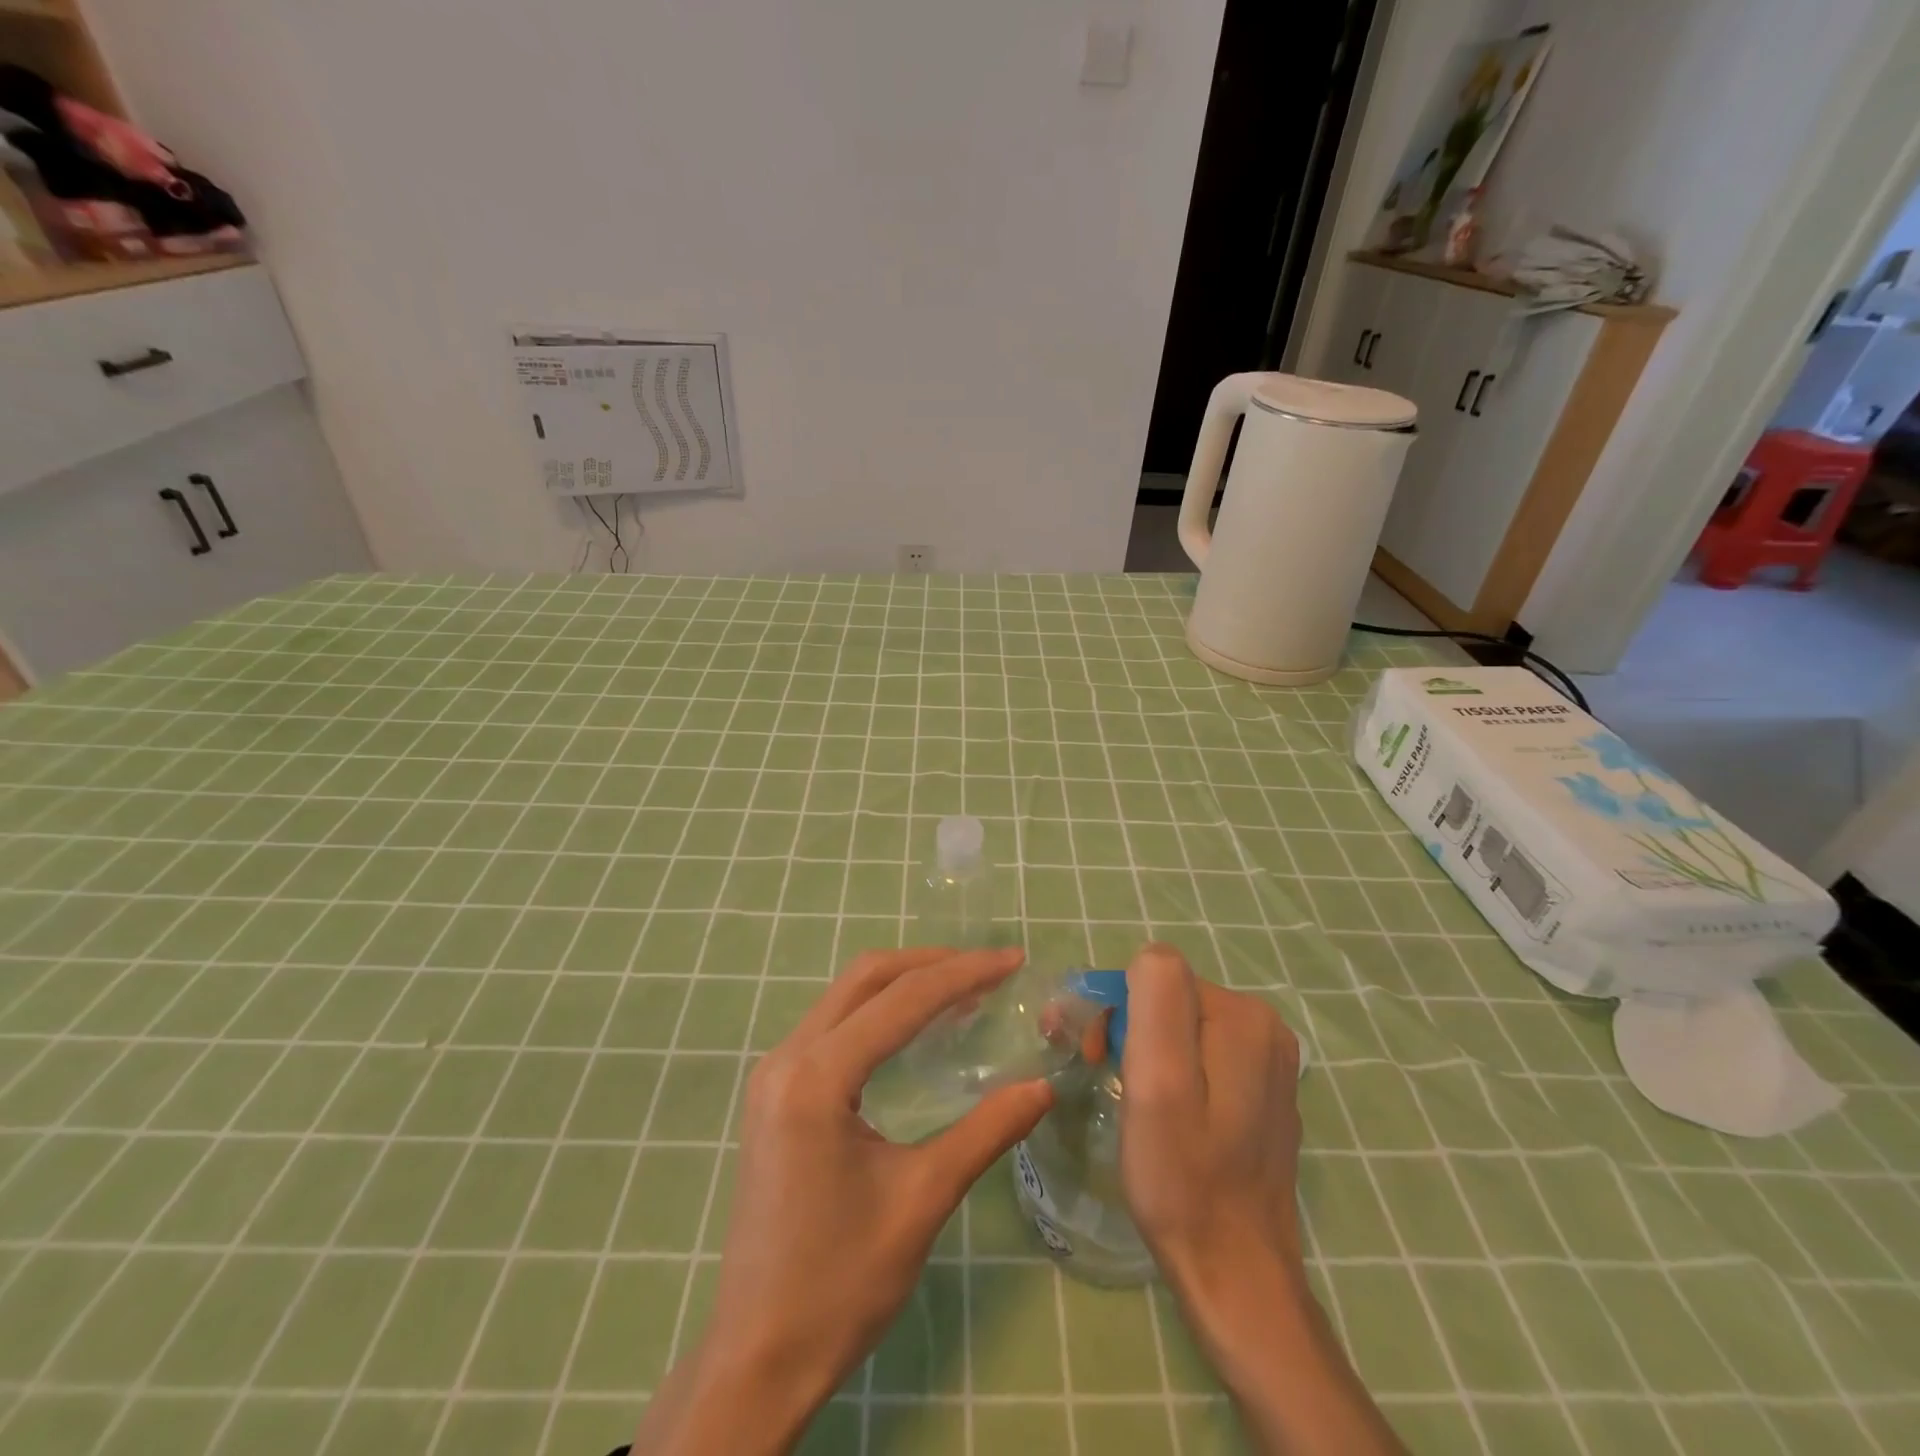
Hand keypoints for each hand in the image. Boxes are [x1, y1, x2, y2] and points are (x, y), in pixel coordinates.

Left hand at [635, 947, 1053, 1454]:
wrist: (758, 1355)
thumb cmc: (841, 1283)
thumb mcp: (922, 1200)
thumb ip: (985, 1132)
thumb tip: (1042, 1086)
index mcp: (816, 1078)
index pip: (901, 1000)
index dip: (963, 974)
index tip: (1013, 961)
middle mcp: (787, 1058)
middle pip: (866, 978)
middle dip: (931, 965)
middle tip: (989, 969)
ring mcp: (774, 1073)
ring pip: (846, 996)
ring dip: (904, 983)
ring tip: (963, 990)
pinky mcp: (775, 1093)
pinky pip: (833, 1026)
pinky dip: (879, 1012)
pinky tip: (915, 1029)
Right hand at [1120, 941, 1304, 1290]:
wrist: (1235, 1276)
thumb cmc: (1183, 1177)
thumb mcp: (1158, 1081)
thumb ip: (1158, 999)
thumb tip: (1150, 959)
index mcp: (1244, 1017)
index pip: (1156, 977)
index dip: (1116, 1011)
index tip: (1097, 1059)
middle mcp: (1266, 1028)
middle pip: (1171, 1000)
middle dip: (1128, 1028)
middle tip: (1104, 1076)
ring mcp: (1269, 1064)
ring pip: (1183, 1028)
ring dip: (1145, 1050)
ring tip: (1129, 1098)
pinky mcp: (1263, 1094)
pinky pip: (1203, 1058)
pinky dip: (1173, 1073)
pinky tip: (1164, 1115)